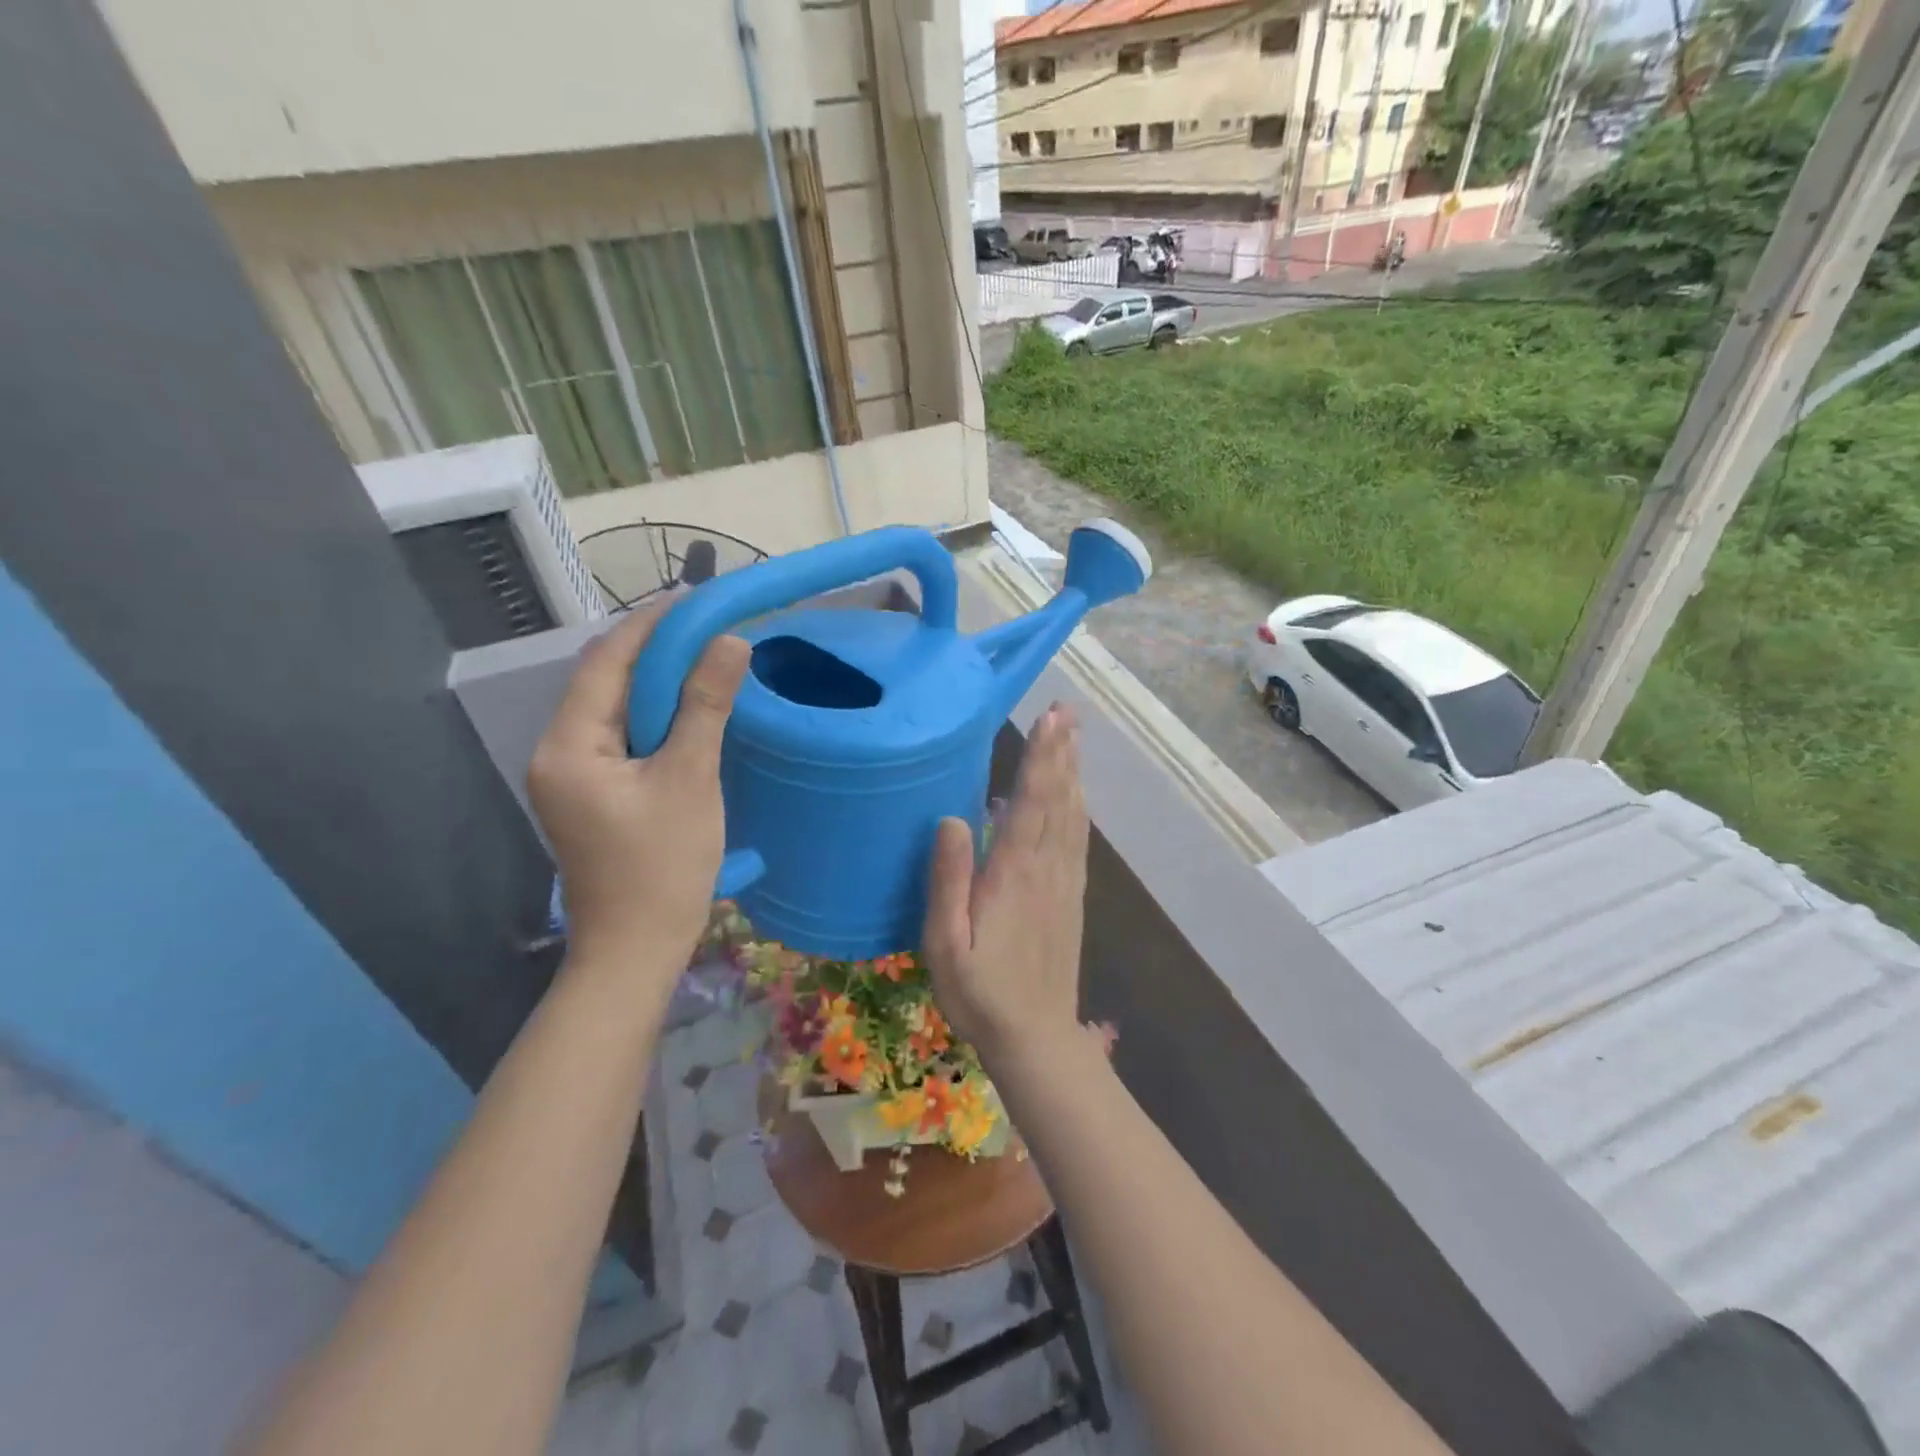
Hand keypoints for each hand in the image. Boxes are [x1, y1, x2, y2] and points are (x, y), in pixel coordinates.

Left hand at [528, 599, 749, 976]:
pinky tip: (691, 709)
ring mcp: (572, 775)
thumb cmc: (662, 867)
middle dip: (656, 649)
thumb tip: (729, 641)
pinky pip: (622, 736)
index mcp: (569, 745)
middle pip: (607, 681)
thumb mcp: (691, 779)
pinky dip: (656, 715)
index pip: (607, 662)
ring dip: (659, 682)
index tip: (696, 599)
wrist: (635, 950)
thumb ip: (706, 706)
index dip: (651, 624)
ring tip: (706, 657)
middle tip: (710, 626)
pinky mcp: (592, 793)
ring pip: (616, 708)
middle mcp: (558, 751)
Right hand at [922, 705, 1089, 1067]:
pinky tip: (1077, 794)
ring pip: (1074, 815)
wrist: (1036, 1037)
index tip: (1050, 719)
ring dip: (1073, 772)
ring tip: (1073, 736)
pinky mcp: (1072, 896)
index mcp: (1014, 874)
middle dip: (1062, 752)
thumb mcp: (945, 943)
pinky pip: (1078, 840)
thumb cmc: (980, 993)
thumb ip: (948, 881)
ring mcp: (1064, 882)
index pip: (1032, 803)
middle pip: (1059, 800)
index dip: (1042, 758)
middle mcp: (1046, 869)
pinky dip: (1078, 807)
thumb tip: (951, 819)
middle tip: (1067, 711)